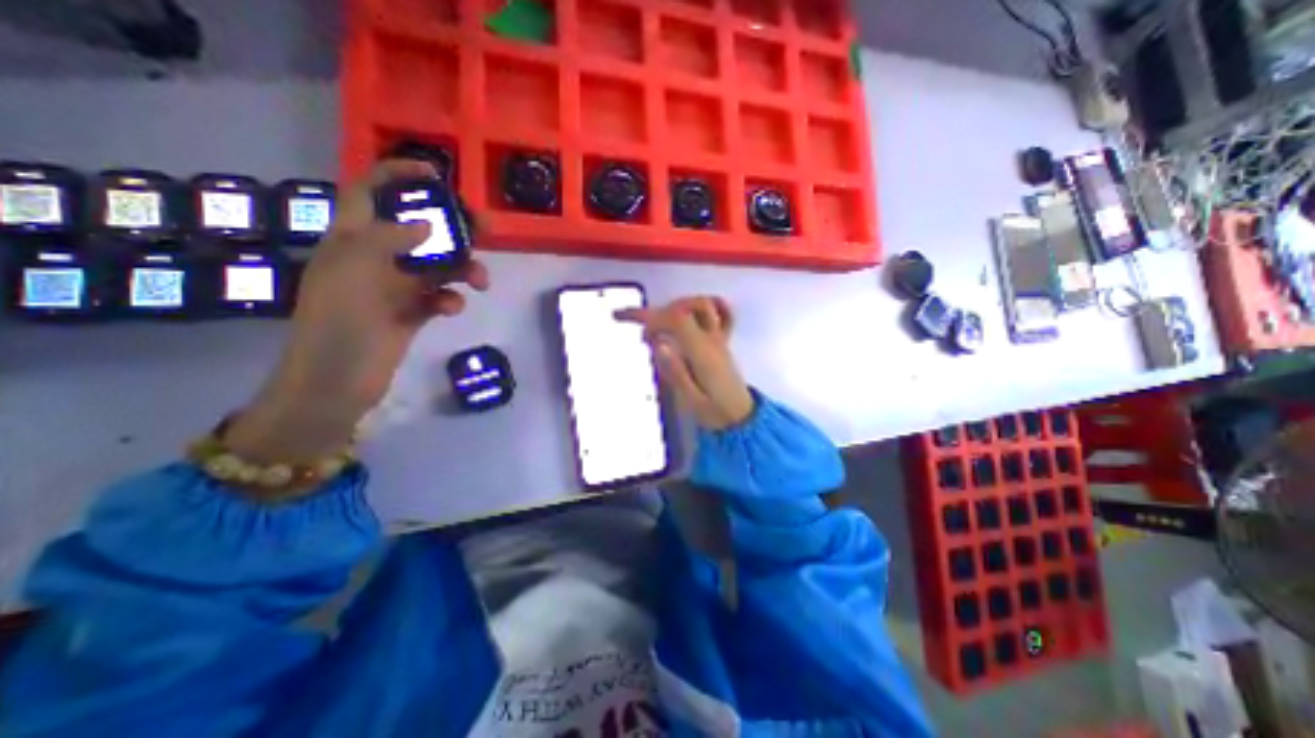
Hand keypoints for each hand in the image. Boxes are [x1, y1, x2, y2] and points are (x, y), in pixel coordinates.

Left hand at [224, 160, 493, 463]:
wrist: (337, 381)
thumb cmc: (339, 323)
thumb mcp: (355, 272)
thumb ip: (389, 241)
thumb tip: (428, 226)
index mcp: (352, 239)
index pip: (370, 192)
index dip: (397, 175)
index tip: (435, 173)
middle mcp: (376, 257)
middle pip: (419, 229)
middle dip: (451, 226)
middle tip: (484, 228)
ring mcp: (396, 286)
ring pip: (438, 265)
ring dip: (463, 269)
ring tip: (481, 282)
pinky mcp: (413, 312)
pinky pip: (440, 295)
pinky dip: (451, 298)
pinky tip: (451, 308)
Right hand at [614, 295, 750, 429]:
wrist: (741, 417)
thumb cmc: (715, 412)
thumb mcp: (691, 400)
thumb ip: (675, 371)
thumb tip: (658, 343)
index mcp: (702, 352)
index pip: (676, 320)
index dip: (651, 317)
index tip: (631, 325)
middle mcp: (712, 339)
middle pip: (685, 308)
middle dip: (657, 311)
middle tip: (639, 327)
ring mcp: (720, 337)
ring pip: (701, 305)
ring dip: (676, 307)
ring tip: (659, 322)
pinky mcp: (723, 340)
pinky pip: (721, 312)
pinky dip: (703, 306)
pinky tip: (689, 313)